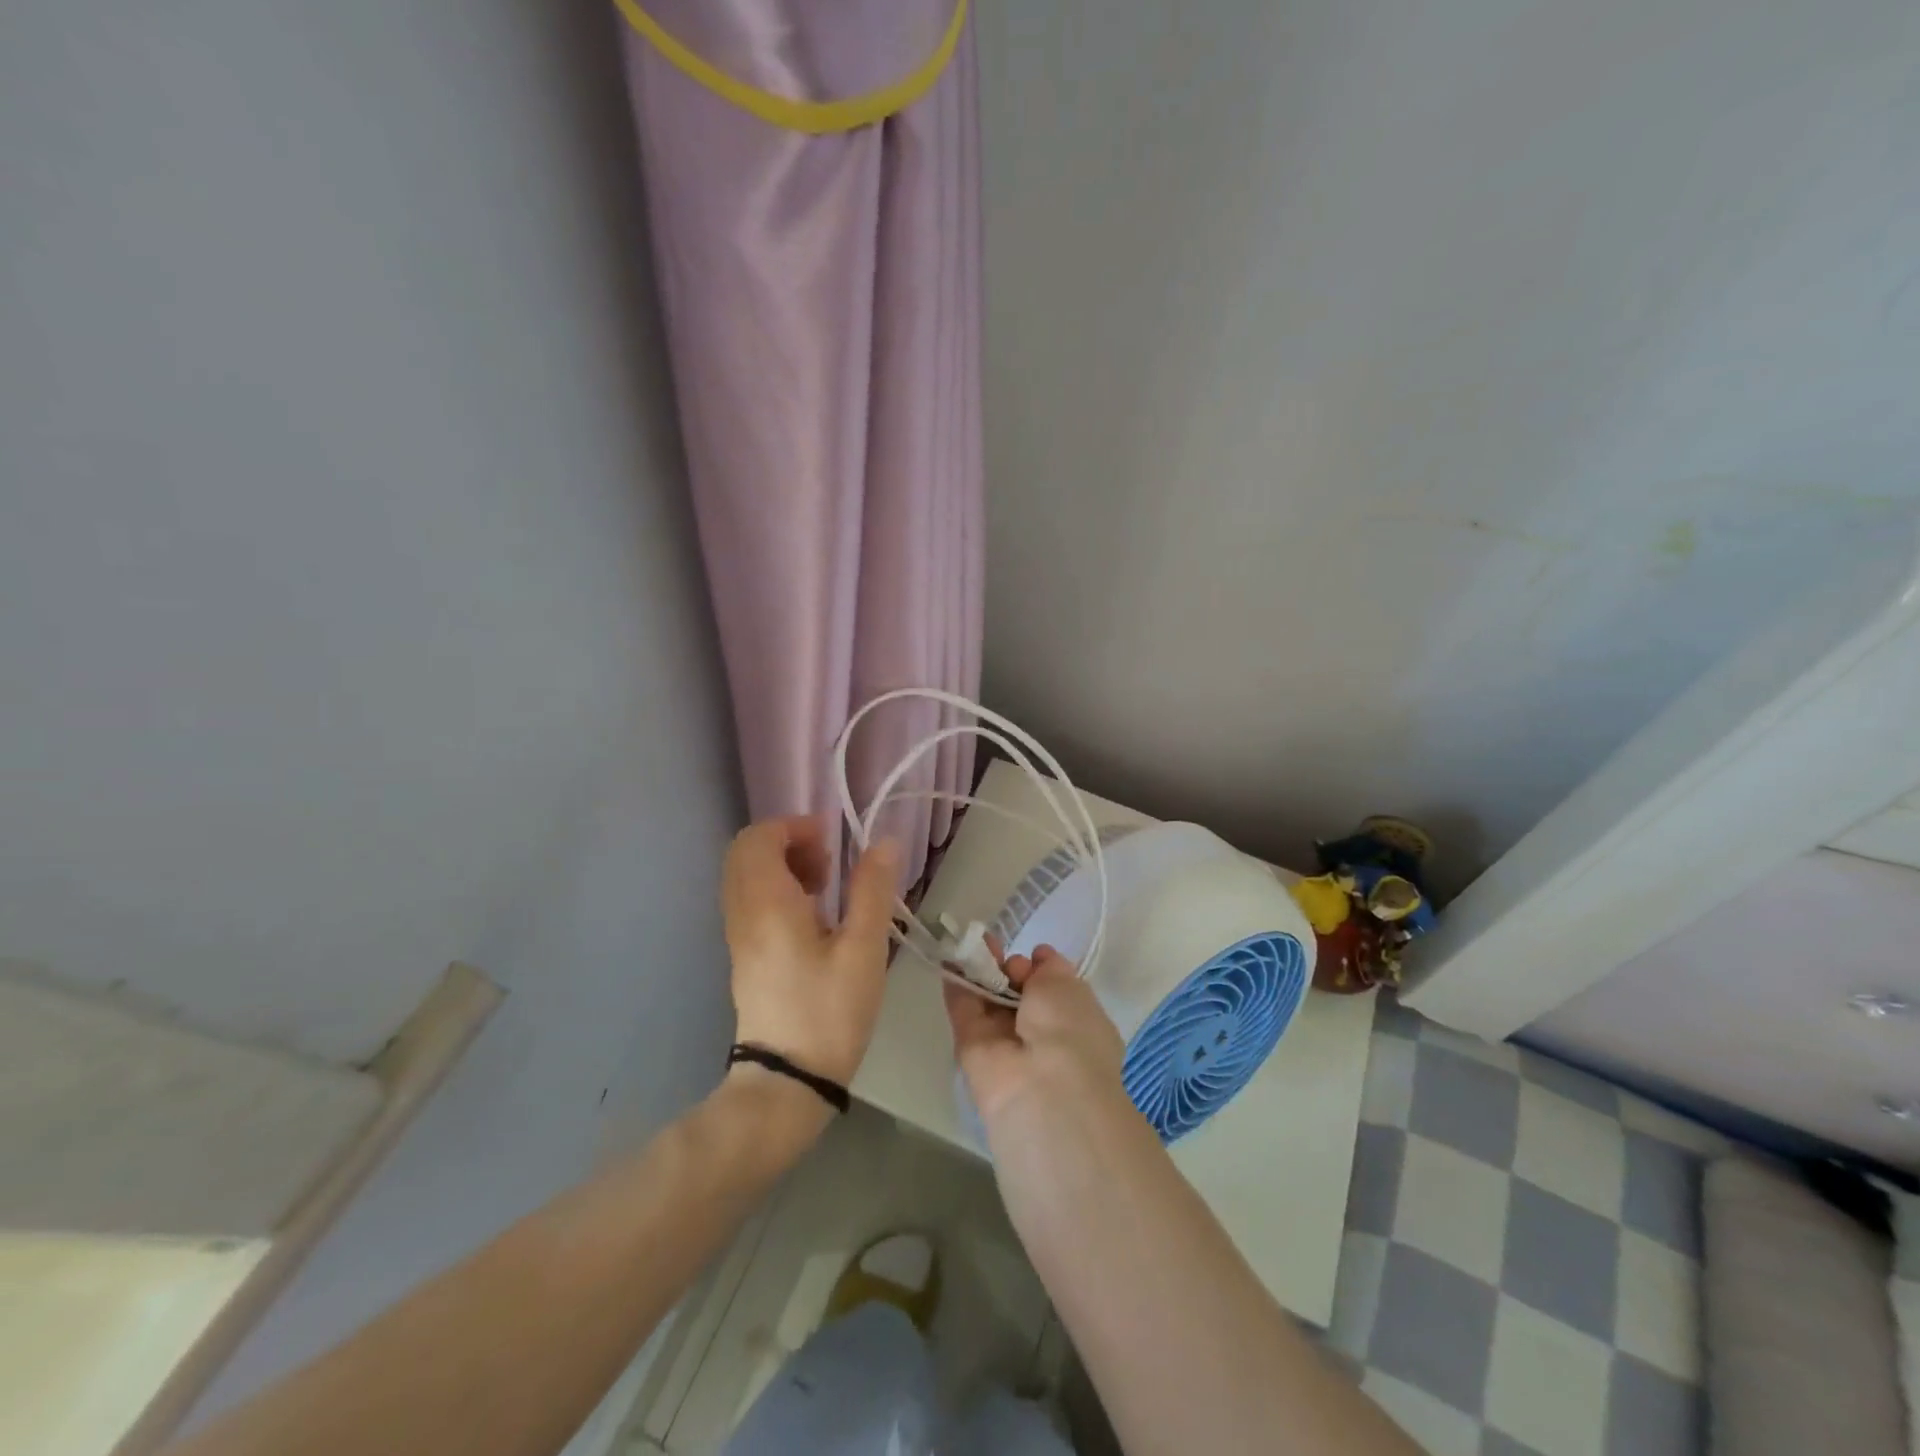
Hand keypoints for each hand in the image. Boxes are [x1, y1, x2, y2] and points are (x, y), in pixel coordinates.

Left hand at [721, 816, 899, 1088]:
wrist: (786, 1082)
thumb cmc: (829, 1012)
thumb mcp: (863, 949)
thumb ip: (872, 890)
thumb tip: (884, 842)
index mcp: (767, 904)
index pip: (758, 838)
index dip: (794, 827)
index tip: (833, 841)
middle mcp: (743, 912)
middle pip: (746, 852)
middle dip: (788, 842)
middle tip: (828, 860)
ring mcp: (738, 935)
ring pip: (747, 876)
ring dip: (783, 865)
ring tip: (826, 885)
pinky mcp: (744, 954)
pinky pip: (751, 900)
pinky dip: (777, 889)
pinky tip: (814, 914)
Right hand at [943, 944, 1130, 1132]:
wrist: (1041, 1087)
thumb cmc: (1069, 1029)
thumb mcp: (1068, 985)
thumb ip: (1050, 968)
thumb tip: (1038, 957)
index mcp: (1075, 1023)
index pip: (1054, 991)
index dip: (1041, 969)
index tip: (1032, 954)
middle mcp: (1041, 1035)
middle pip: (1019, 994)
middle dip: (1009, 967)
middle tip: (998, 945)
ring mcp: (1005, 1043)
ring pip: (990, 999)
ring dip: (981, 968)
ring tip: (971, 939)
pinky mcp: (972, 1047)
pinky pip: (964, 1009)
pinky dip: (957, 982)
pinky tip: (950, 954)